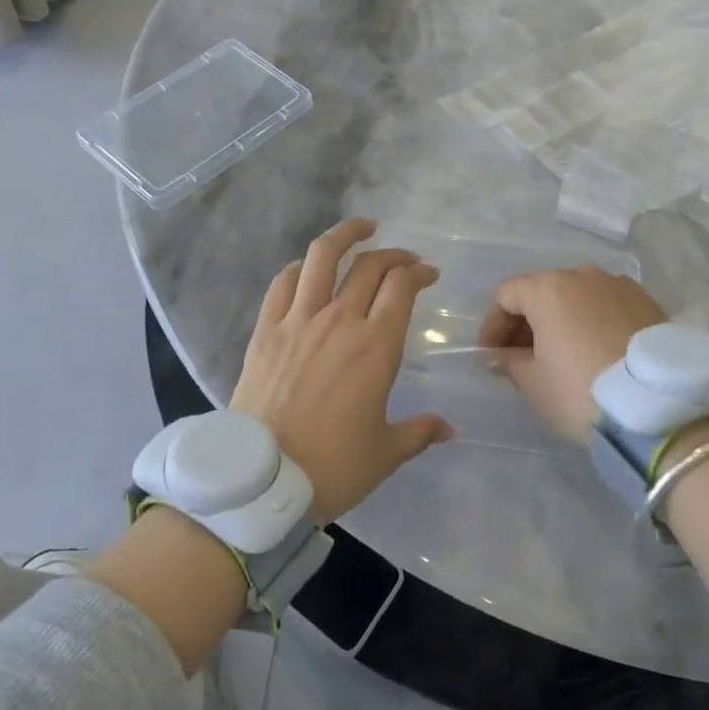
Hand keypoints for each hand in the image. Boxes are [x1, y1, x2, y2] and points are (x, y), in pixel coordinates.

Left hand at [231, 218, 451, 523]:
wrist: (260, 482)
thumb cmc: (331, 467)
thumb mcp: (384, 454)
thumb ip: (419, 432)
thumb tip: (448, 429)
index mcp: (375, 346)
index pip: (401, 286)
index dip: (418, 272)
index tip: (428, 274)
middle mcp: (340, 321)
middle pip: (370, 265)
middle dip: (394, 254)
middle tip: (404, 260)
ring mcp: (299, 320)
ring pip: (323, 257)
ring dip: (346, 234)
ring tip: (362, 227)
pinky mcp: (266, 329)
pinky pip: (283, 282)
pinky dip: (301, 267)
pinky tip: (309, 267)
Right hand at [478, 266, 667, 441]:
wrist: (659, 407)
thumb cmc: (581, 391)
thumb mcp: (534, 383)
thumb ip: (510, 362)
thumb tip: (498, 355)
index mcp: (549, 288)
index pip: (506, 295)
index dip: (493, 325)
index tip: (491, 356)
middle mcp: (583, 275)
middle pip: (543, 291)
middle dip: (527, 322)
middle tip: (522, 358)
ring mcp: (619, 285)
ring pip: (578, 297)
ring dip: (562, 321)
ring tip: (563, 356)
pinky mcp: (648, 302)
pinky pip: (607, 306)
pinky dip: (593, 323)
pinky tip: (597, 353)